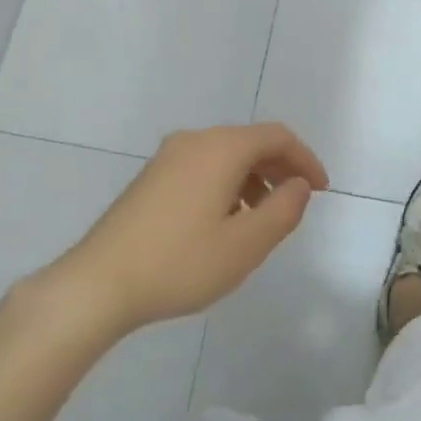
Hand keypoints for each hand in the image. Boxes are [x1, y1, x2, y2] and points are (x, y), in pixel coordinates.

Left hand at [48, 123, 328, 335]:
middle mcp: (194, 141)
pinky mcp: (151, 178)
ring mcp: (167, 158)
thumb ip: (283, 210)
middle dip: (280, 168)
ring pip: (225, 155)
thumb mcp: (245, 245)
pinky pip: (203, 167)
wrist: (99, 283)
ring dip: (253, 179)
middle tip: (297, 202)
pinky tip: (224, 222)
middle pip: (250, 142)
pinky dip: (227, 184)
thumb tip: (298, 186)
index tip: (321, 190)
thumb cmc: (180, 263)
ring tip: (261, 220)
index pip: (277, 137)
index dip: (305, 159)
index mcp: (220, 149)